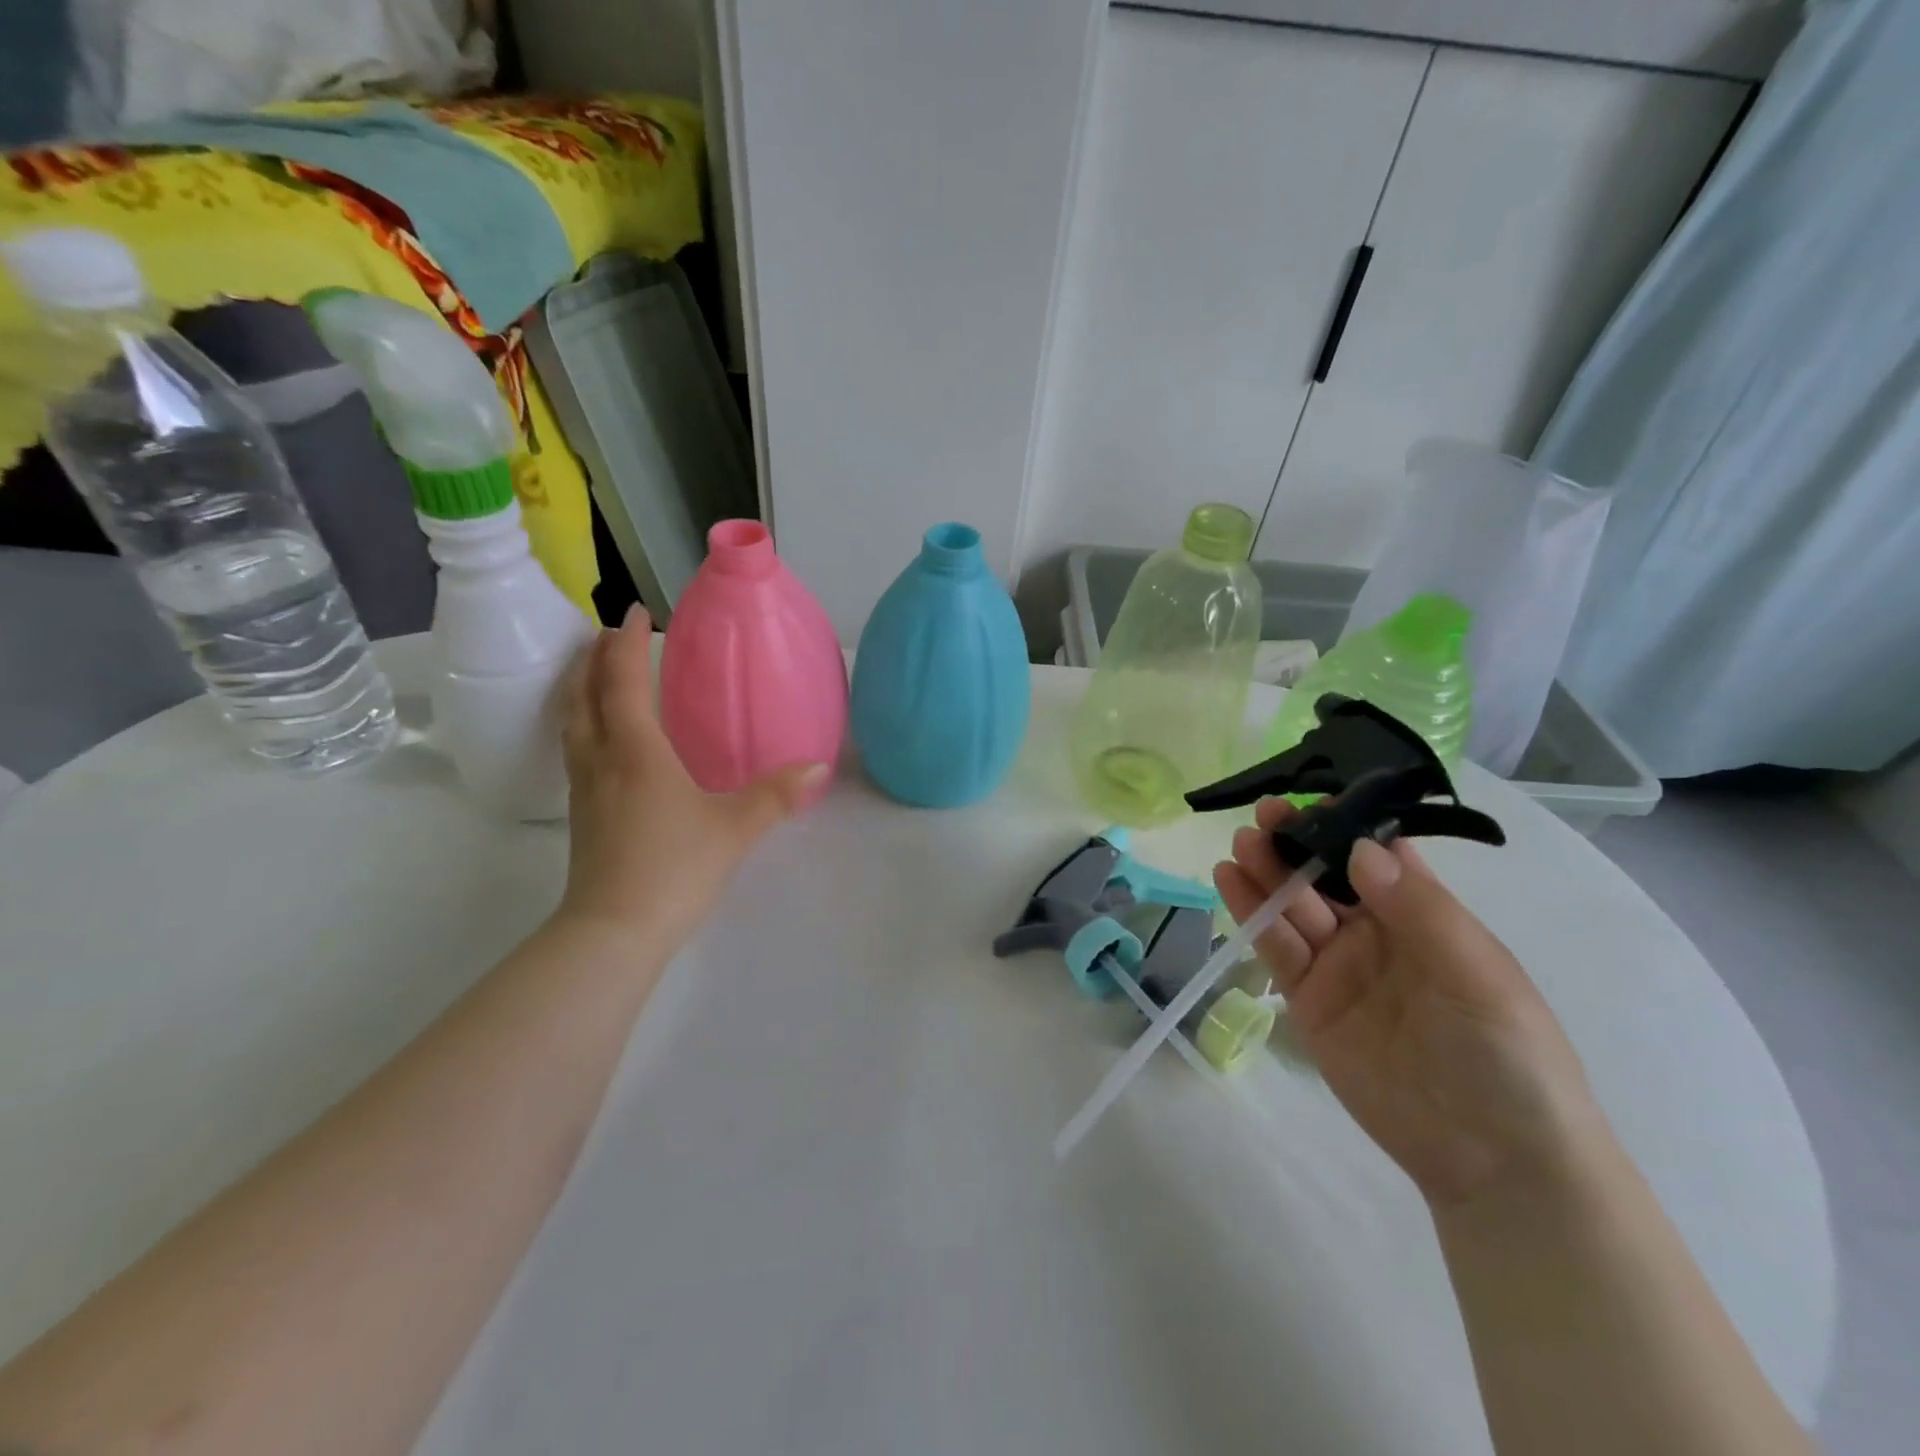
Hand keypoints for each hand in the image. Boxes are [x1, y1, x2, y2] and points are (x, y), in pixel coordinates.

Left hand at [555, 608, 827, 944]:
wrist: (613, 931)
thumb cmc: (674, 867)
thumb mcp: (735, 828)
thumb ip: (777, 795)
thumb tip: (819, 767)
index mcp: (635, 751)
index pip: (622, 681)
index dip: (625, 643)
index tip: (634, 612)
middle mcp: (601, 760)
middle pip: (582, 694)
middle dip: (591, 658)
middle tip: (606, 634)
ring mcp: (585, 789)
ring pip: (571, 723)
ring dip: (579, 689)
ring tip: (594, 674)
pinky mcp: (581, 815)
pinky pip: (575, 750)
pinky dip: (583, 724)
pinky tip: (602, 740)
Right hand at [1214, 800, 1605, 1206]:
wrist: (1493, 1160)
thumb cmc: (1507, 1055)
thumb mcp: (1477, 973)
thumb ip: (1419, 909)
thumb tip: (1360, 848)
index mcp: (1426, 916)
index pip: (1377, 856)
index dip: (1344, 825)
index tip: (1311, 803)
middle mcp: (1377, 933)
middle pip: (1326, 877)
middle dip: (1296, 844)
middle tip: (1264, 816)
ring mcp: (1339, 966)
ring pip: (1294, 906)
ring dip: (1267, 871)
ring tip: (1240, 843)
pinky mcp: (1308, 1001)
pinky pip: (1276, 948)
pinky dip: (1251, 913)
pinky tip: (1229, 881)